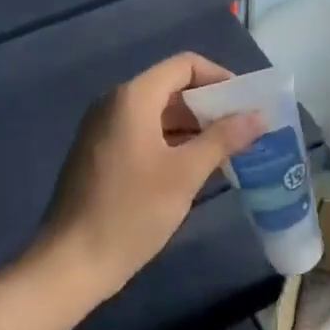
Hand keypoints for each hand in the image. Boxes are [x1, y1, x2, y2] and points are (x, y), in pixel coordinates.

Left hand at [40, 53, 263, 295]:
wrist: (70, 263)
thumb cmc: (131, 212)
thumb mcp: (185, 174)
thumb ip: (223, 139)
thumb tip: (259, 115)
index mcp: (133, 97)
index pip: (185, 65)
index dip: (220, 78)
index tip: (247, 104)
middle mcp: (115, 103)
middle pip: (172, 87)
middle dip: (210, 105)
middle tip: (244, 130)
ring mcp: (103, 129)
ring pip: (158, 113)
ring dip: (193, 126)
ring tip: (228, 150)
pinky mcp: (100, 154)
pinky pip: (143, 133)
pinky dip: (172, 142)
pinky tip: (195, 168)